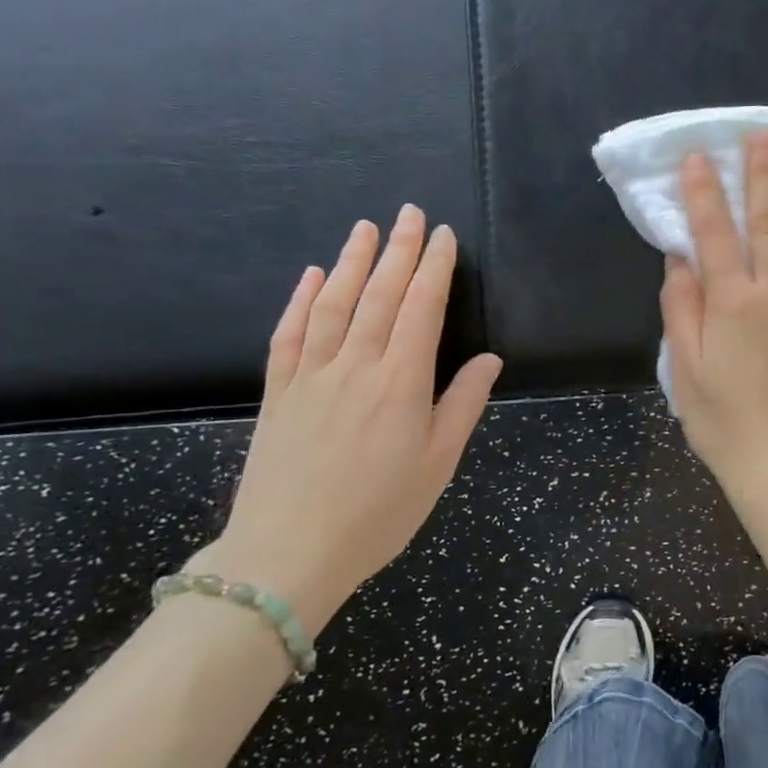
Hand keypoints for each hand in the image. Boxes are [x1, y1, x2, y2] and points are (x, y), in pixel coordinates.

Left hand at [191, 209, 502, 633]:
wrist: (288, 555)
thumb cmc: (378, 512)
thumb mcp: (438, 464)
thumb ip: (464, 405)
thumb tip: (489, 359)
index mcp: (401, 381)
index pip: (421, 308)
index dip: (435, 268)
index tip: (445, 235)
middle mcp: (356, 365)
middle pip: (379, 294)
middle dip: (399, 250)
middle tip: (410, 213)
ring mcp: (310, 375)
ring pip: (333, 303)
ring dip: (351, 261)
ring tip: (366, 228)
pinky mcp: (277, 392)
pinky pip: (289, 334)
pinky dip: (299, 300)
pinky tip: (309, 276)